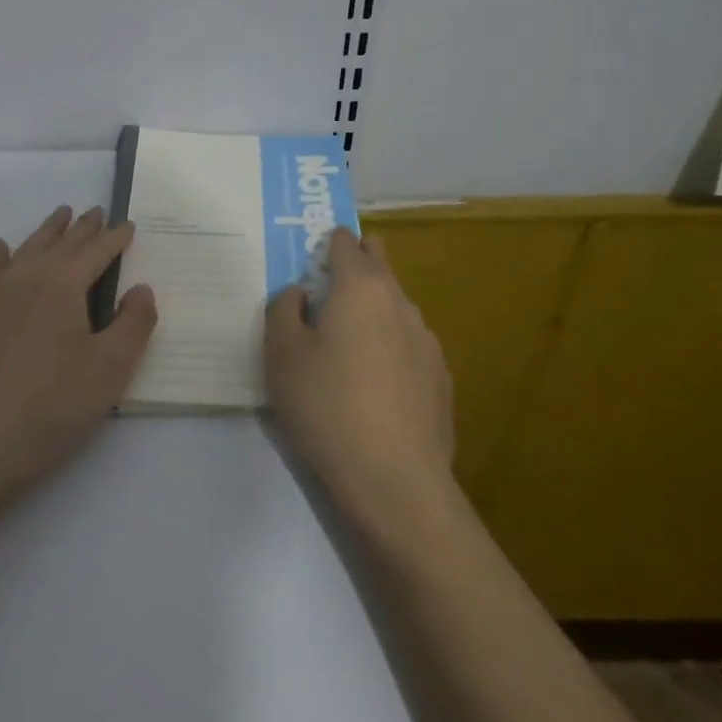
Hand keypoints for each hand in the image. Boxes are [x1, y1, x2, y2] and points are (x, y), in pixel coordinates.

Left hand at [0, 204, 156, 492]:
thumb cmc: (52, 406)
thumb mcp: (110, 368)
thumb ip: (134, 323)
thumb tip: (141, 288)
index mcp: (64, 285)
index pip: (97, 251)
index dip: (116, 238)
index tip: (129, 225)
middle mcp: (29, 279)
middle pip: (61, 243)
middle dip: (82, 227)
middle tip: (97, 211)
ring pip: (28, 250)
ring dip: (48, 231)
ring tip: (60, 215)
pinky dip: (2, 255)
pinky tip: (3, 248)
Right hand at [264, 228, 454, 520]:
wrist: (395, 479)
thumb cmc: (327, 406)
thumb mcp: (281, 355)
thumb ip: (283, 309)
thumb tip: (300, 293)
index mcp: (360, 287)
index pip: (345, 242)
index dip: (325, 244)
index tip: (307, 263)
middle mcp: (400, 302)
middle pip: (379, 263)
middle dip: (354, 265)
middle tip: (324, 296)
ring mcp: (427, 339)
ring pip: (395, 306)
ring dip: (372, 310)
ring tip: (347, 348)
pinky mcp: (440, 376)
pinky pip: (409, 344)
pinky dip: (390, 347)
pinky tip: (375, 385)